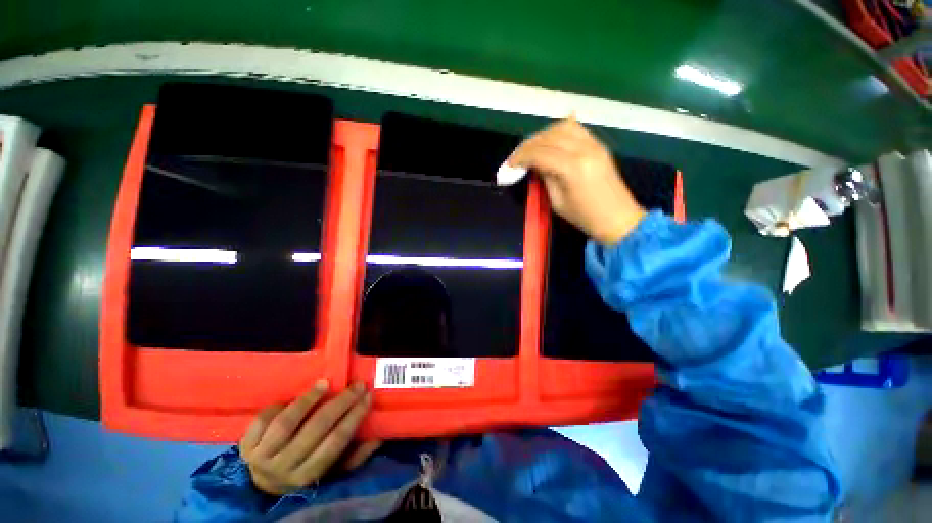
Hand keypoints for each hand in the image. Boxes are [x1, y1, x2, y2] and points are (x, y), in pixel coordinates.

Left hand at [239, 381, 380, 495]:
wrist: (263, 485)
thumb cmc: (305, 471)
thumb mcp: (332, 472)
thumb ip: (355, 455)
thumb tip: (379, 435)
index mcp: (308, 475)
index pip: (336, 442)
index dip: (354, 417)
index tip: (368, 396)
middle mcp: (284, 468)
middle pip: (315, 430)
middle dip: (340, 403)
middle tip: (357, 385)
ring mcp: (262, 457)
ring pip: (286, 424)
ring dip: (308, 401)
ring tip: (326, 383)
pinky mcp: (245, 445)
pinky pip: (262, 420)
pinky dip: (278, 405)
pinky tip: (293, 397)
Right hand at [508, 118, 645, 244]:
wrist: (618, 217)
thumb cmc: (584, 216)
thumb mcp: (557, 202)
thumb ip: (545, 177)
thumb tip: (534, 164)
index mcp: (573, 168)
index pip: (540, 153)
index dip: (521, 157)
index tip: (509, 165)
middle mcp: (584, 149)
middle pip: (549, 136)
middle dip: (528, 145)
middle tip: (517, 157)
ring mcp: (594, 144)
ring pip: (563, 126)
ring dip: (543, 135)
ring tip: (532, 148)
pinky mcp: (598, 144)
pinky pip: (576, 128)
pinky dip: (558, 131)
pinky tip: (549, 140)